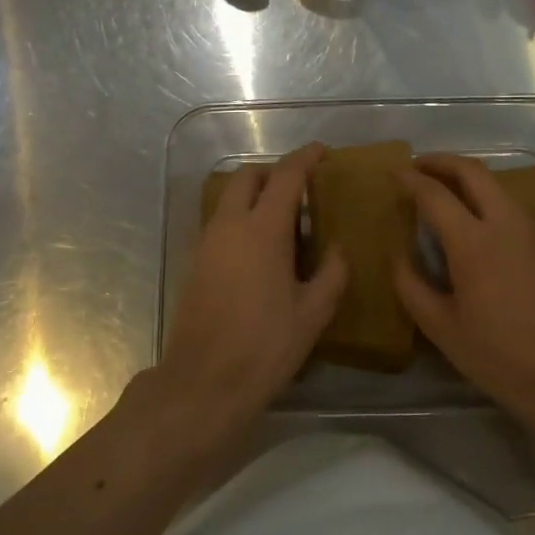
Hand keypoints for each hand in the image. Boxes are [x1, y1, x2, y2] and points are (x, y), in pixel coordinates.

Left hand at [146, 143, 347, 455]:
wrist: (204, 382)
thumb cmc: (266, 346)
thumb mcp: (313, 313)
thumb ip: (332, 273)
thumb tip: (338, 249)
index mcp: (263, 230)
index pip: (286, 177)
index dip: (305, 158)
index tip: (322, 152)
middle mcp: (230, 226)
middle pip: (247, 177)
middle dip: (274, 172)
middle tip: (301, 187)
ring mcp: (207, 243)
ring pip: (230, 200)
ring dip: (255, 196)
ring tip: (286, 221)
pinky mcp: (196, 263)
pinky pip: (221, 223)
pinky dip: (242, 219)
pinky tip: (263, 250)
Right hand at [393, 154, 534, 426]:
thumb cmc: (498, 355)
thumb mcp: (441, 328)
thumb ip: (411, 286)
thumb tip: (398, 257)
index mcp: (473, 243)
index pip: (435, 195)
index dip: (410, 179)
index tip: (392, 172)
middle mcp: (504, 224)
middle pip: (473, 172)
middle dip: (442, 162)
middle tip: (417, 166)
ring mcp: (530, 231)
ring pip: (495, 184)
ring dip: (465, 175)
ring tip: (440, 187)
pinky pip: (508, 202)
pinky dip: (484, 194)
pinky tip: (469, 215)